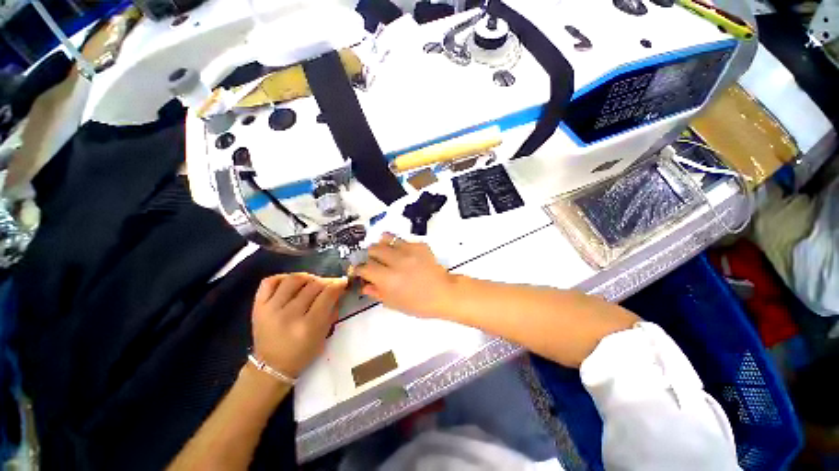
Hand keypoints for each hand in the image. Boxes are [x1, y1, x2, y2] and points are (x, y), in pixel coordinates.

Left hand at [251, 274, 346, 377]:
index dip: (338, 284)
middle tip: (331, 283)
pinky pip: (269, 282)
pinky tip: (291, 283)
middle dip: (326, 281)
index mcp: (308, 326)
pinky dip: (282, 277)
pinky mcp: (258, 306)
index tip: (343, 282)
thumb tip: (338, 289)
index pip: (327, 295)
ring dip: (307, 277)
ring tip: (312, 282)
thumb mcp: (324, 335)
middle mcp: (289, 315)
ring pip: (293, 279)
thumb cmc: (303, 352)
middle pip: (313, 285)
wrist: (271, 365)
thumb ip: (332, 310)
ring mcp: (271, 309)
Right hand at [354, 234, 455, 317]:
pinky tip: (403, 254)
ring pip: (386, 238)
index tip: (359, 271)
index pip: (364, 267)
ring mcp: (409, 250)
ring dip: (383, 246)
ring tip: (386, 253)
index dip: (358, 269)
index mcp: (387, 278)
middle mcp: (396, 260)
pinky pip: (403, 240)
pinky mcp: (419, 245)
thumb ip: (376, 292)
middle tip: (374, 262)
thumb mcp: (394, 303)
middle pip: (373, 249)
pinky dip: (399, 246)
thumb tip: (364, 285)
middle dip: (370, 256)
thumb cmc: (418, 303)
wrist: (443, 293)